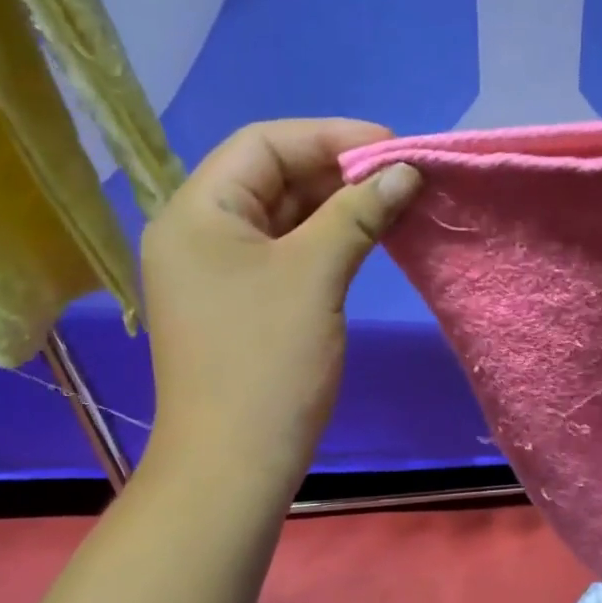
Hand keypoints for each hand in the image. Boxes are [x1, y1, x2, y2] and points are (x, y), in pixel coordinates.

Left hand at [141, 119, 420, 494]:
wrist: (234, 465)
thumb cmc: (268, 363)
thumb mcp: (315, 276)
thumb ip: (357, 213)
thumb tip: (405, 171)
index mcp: (196, 211)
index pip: (264, 144)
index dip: (331, 137)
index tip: (393, 149)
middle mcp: (197, 233)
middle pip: (270, 178)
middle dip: (337, 173)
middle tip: (401, 179)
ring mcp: (215, 274)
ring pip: (280, 219)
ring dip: (334, 209)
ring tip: (393, 206)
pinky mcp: (238, 306)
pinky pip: (282, 257)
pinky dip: (322, 245)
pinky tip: (364, 242)